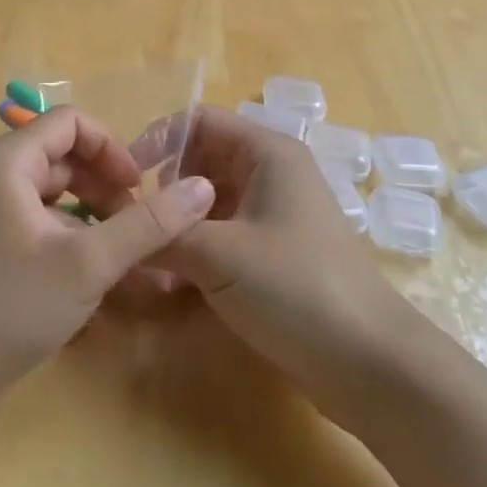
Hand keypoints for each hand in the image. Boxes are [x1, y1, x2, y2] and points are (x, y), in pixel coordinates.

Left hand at [0, 107, 216, 393]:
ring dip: (88, 212)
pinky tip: (88, 272)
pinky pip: (31, 217)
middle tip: (136, 227)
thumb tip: (202, 188)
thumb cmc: (10, 306)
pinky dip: (64, 233)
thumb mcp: (88, 264)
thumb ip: (148, 224)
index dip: (112, 149)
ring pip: (48, 191)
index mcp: (5, 160)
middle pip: (60, 156)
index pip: (70, 123)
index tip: (139, 189)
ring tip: (118, 252)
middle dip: (104, 186)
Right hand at [153, 107, 426, 424]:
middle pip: (201, 161)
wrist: (370, 365)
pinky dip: (194, 251)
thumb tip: (116, 228)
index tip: (125, 177)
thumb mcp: (219, 256)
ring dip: (176, 225)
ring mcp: (273, 215)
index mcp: (266, 153)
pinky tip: (169, 284)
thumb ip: (163, 235)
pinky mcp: (272, 254)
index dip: (158, 139)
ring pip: (208, 202)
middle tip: (131, 223)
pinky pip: (221, 236)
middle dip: (163, 188)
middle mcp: (270, 174)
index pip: (199, 121)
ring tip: (144, 257)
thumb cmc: (296, 288)